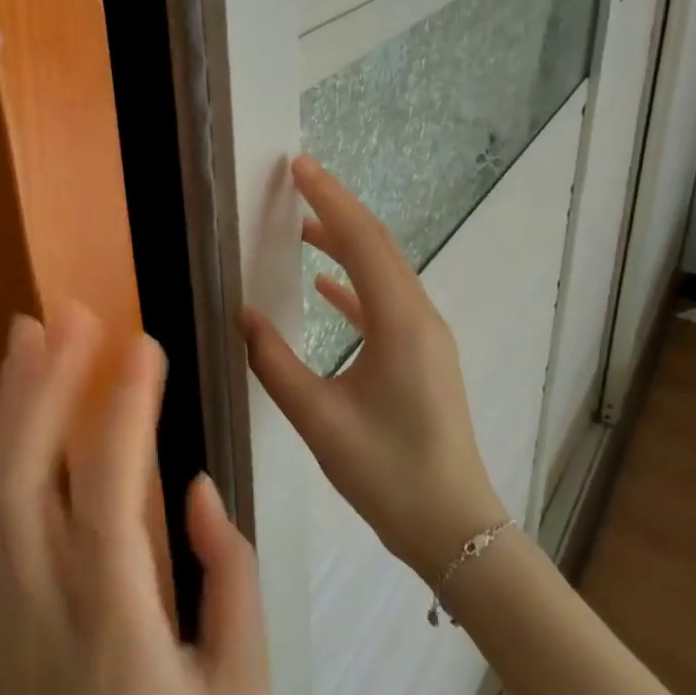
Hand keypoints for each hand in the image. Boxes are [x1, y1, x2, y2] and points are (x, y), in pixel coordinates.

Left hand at [0, 306, 268, 694]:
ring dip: (12, 403)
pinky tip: (23, 406)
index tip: (140, 344)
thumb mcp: (244, 691)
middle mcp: (44, 611)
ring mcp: (7, 613)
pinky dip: (7, 445)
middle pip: (24, 479)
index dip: (123, 413)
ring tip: (28, 334)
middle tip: (65, 314)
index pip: (109, 498)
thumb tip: (195, 488)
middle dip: (42, 385)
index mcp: (116, 632)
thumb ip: (230, 579)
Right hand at [238, 156, 507, 585]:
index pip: (361, 240)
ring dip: (345, 243)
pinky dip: (354, 284)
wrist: (454, 528)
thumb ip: (273, 361)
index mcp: (400, 322)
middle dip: (337, 208)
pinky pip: (386, 302)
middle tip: (297, 180)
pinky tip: (324, 286)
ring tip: (301, 225)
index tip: (297, 166)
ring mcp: (425, 336)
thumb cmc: (386, 472)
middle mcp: (419, 317)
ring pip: (383, 271)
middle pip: (377, 245)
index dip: (328, 198)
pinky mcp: (422, 356)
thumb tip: (241, 314)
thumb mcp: (318, 417)